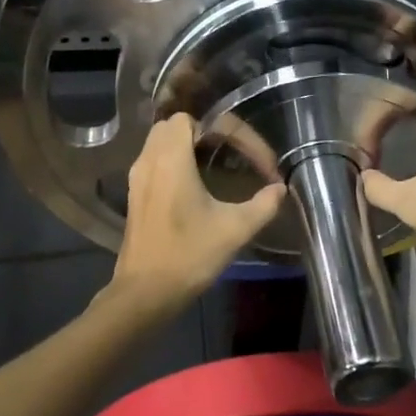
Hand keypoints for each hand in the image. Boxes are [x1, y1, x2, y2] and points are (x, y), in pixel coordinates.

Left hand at [110, 114, 285, 311]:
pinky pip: (155, 159)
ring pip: (162, 140)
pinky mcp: (135, 194)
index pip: (199, 120)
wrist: (144, 295)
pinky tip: (198, 183)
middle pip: (177, 123)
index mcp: (171, 159)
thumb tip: (279, 189)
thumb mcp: (234, 229)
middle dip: (209, 131)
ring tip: (220, 163)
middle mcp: (149, 159)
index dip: (234, 133)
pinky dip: (177, 160)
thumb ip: (262, 205)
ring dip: (190, 144)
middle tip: (236, 152)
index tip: (258, 162)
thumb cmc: (188, 256)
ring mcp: (138, 176)